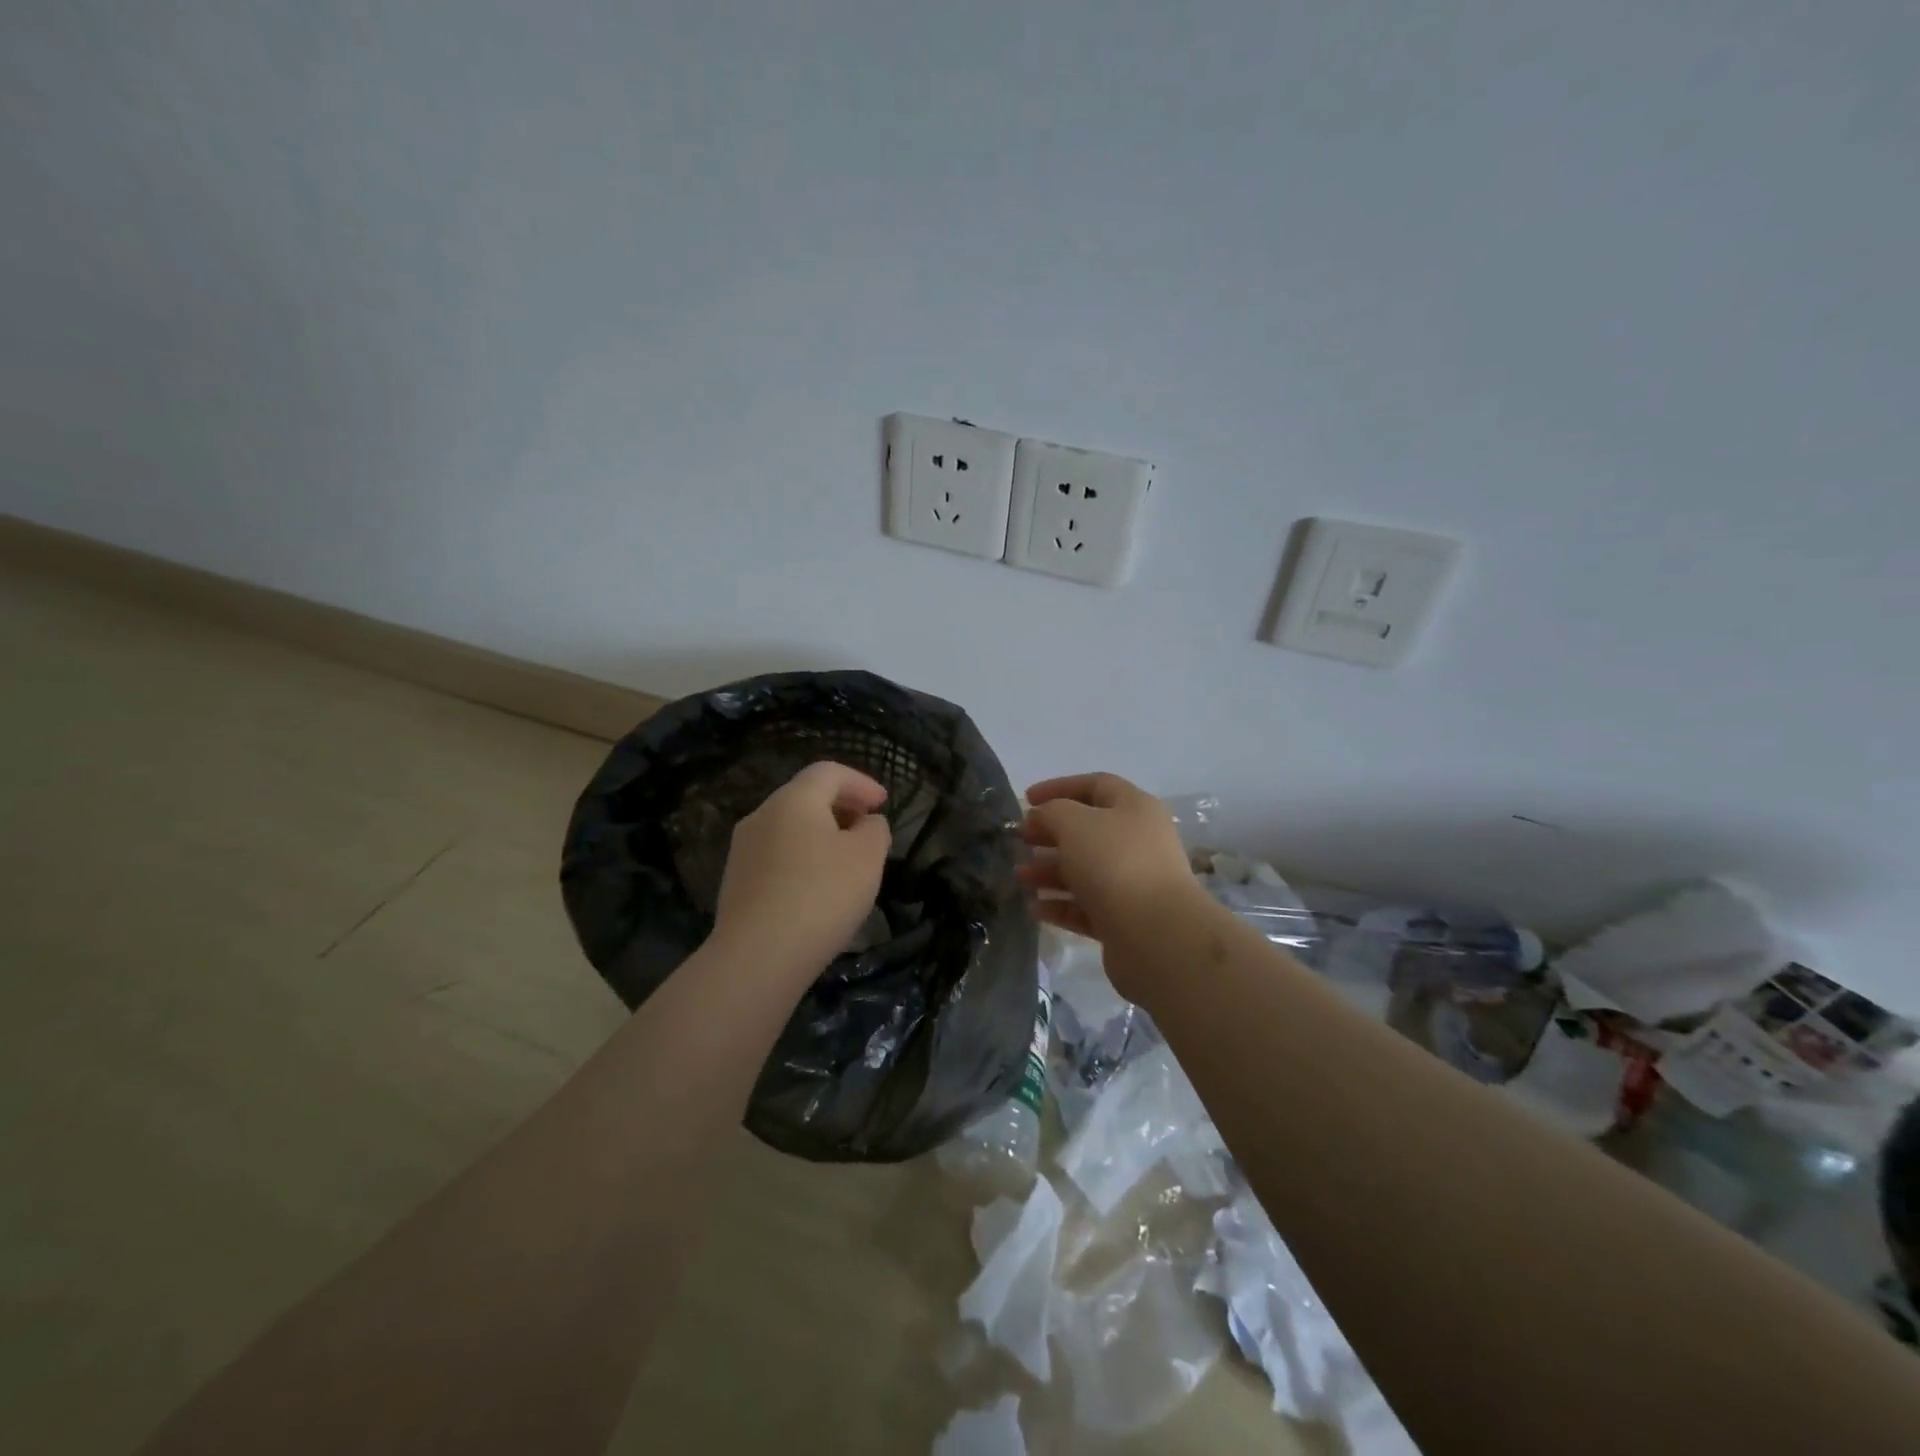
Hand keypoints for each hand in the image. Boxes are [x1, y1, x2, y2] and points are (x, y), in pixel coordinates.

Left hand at [711, 761, 892, 980]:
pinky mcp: (736, 882)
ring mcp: (743, 849)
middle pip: (806, 796)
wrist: (756, 957)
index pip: (829, 772)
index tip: (883, 804)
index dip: (861, 782)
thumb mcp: (867, 858)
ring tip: (847, 861)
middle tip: (868, 829)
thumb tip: (866, 823)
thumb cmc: (820, 896)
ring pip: (789, 827)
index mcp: (793, 800)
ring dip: (821, 834)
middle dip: (841, 806)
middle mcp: (762, 815)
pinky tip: (817, 888)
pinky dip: (803, 858)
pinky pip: (777, 856)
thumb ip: (875, 830)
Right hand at [1018, 772, 1210, 998]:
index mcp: (1134, 808)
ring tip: (1020, 878)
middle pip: (1088, 830)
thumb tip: (1043, 817)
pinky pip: (1086, 906)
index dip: (1059, 788)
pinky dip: (1060, 905)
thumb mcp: (1074, 823)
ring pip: (1084, 870)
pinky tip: (1034, 908)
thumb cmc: (1114, 863)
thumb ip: (1052, 812)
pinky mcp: (1125, 919)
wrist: (1155, 934)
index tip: (1026, 800)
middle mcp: (1138, 841)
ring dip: (1049, 871)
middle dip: (1050, 834)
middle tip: (1020, 841)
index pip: (1095, 785)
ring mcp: (1133, 882)